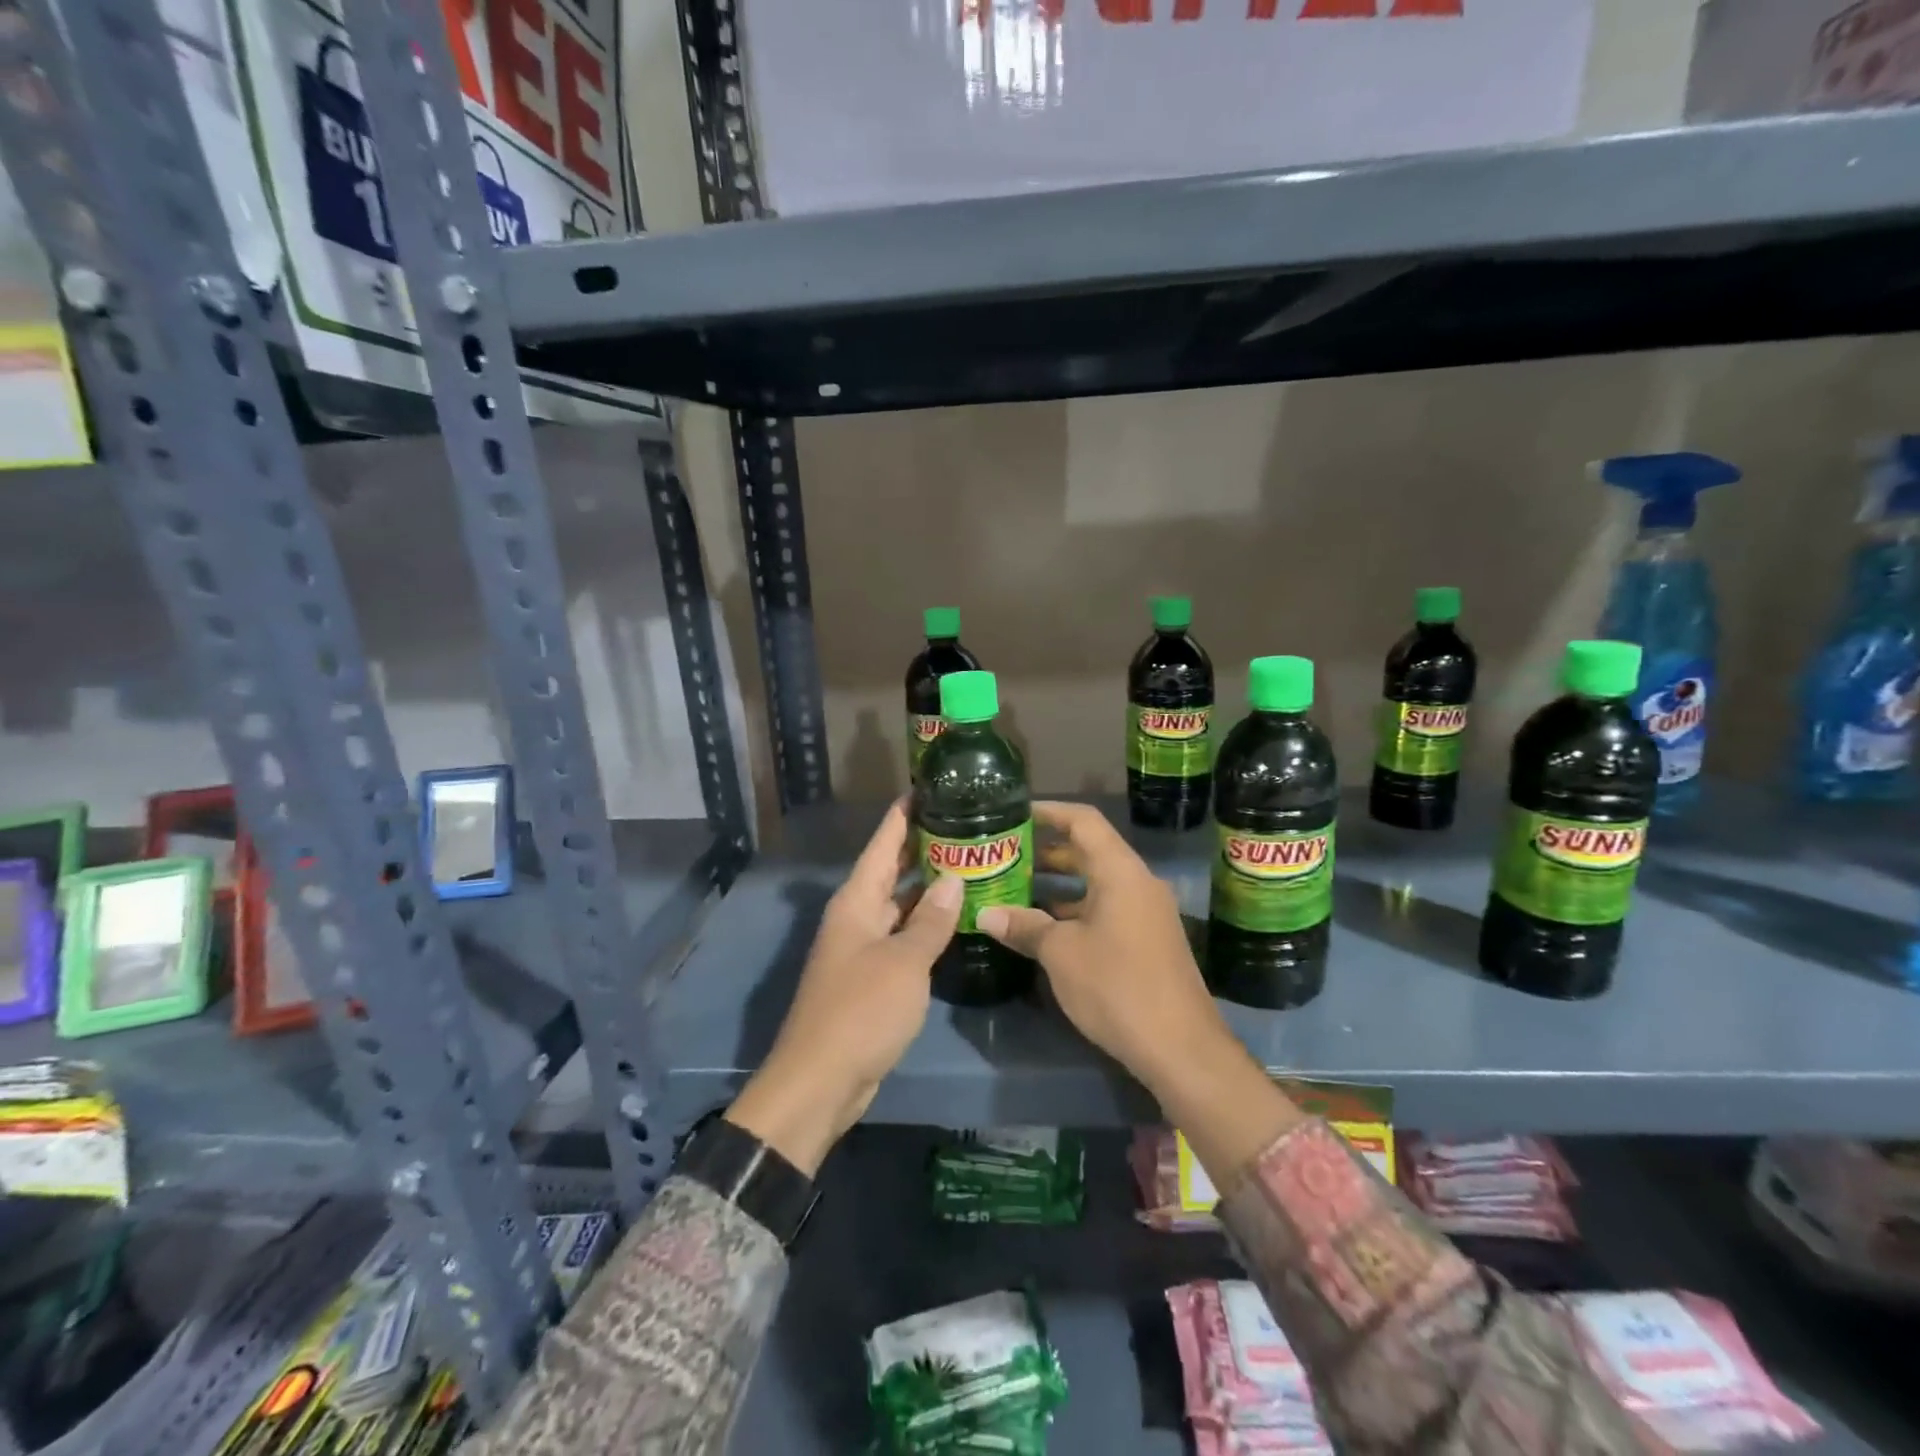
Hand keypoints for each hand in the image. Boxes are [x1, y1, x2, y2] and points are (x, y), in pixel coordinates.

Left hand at [726, 802, 962, 1174]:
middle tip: (965, 823)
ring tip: (970, 864)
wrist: (821, 1081)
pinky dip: (927, 924)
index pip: (883, 843)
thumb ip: (931, 921)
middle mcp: (857, 916)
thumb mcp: (904, 962)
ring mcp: (864, 947)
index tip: (930, 786)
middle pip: (892, 870)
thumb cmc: (861, 1011)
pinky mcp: (873, 976)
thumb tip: (954, 879)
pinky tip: (956, 919)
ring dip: (930, 887)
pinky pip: (904, 936)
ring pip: (901, 904)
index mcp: (856, 901)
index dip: (904, 814)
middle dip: (924, 846)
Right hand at [974, 801, 1225, 1098]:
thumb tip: (986, 914)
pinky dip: (1076, 907)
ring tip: (1017, 884)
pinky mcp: (1148, 939)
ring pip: (1098, 881)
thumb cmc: (1117, 986)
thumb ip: (1024, 926)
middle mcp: (1138, 883)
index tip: (1015, 812)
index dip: (1049, 811)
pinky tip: (1045, 924)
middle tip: (1007, 850)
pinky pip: (1107, 906)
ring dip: (1061, 881)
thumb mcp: (1061, 954)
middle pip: (1091, 849)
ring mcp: (1146, 912)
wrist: (1180, 1048)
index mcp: (1120, 872)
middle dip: (1048, 848)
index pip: (1084, 820)